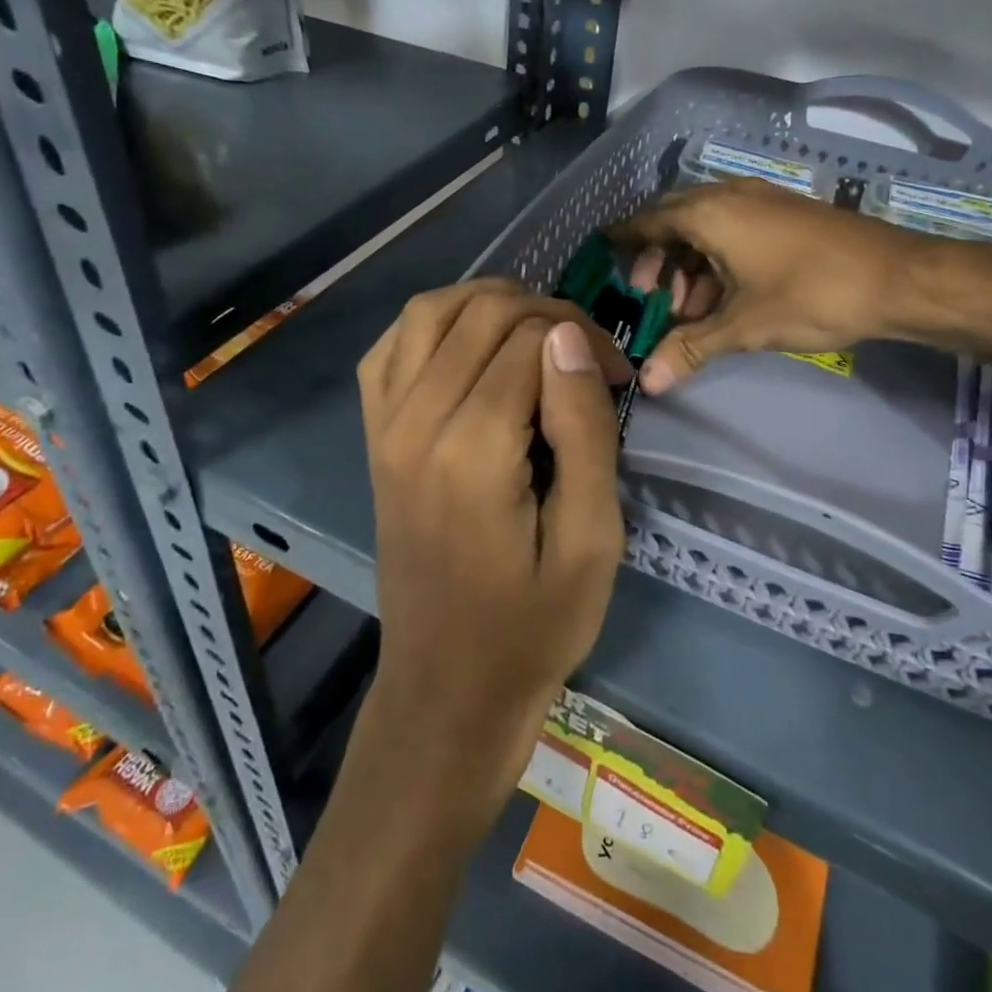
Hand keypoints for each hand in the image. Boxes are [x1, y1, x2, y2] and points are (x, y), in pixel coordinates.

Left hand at [356, 279, 631, 838]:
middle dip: (548, 313)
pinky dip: (434, 323)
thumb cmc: (533, 624)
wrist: (448, 689)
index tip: (618, 376)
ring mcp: (383, 425)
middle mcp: (414, 422)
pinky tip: (470, 344)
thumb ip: (583, 429)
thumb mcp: (592, 539)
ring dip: (490, 302)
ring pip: (429, 311)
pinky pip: (391, 347)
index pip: (531, 339)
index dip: (585, 341)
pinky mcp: (373, 435)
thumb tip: (567, 336)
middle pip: (483, 314)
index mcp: (472, 450)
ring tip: (537, 332)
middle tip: (588, 356)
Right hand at [611, 179, 991, 390]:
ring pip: (705, 226)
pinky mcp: (782, 213)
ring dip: (689, 264)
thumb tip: (648, 383)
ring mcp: (759, 201)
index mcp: (709, 213)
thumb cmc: (812, 294)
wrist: (898, 277)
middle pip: (673, 221)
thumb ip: (691, 348)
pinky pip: (733, 228)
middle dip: (657, 259)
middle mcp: (728, 196)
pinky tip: (724, 297)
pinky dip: (717, 258)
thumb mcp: (744, 325)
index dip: (622, 239)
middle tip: (650, 298)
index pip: (647, 221)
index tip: (601, 254)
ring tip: (689, 310)